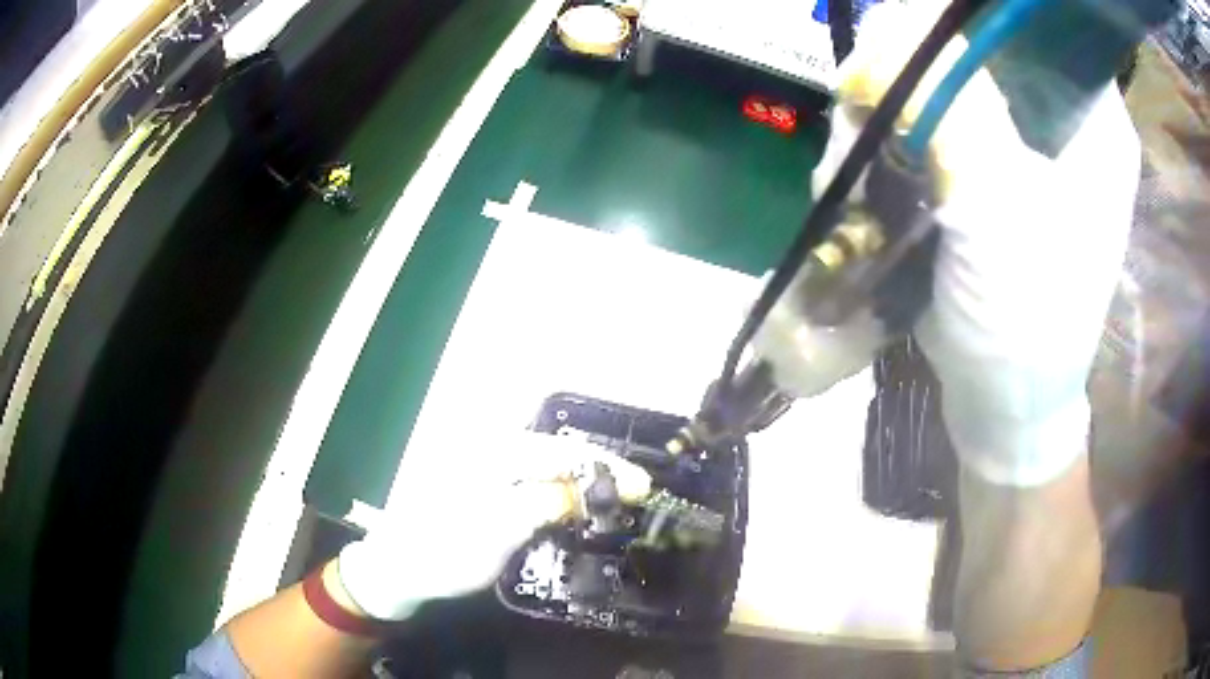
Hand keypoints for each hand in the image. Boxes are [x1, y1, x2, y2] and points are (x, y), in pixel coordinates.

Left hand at [336, 431, 650, 619]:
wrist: (396, 567)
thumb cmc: (443, 552)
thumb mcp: (497, 532)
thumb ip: (546, 504)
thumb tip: (594, 488)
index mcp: (491, 451)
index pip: (563, 452)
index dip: (607, 468)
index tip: (644, 488)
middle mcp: (488, 444)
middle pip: (557, 452)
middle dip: (598, 470)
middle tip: (635, 494)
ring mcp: (481, 460)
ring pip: (545, 462)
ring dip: (580, 478)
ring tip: (612, 496)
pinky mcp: (479, 478)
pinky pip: (529, 475)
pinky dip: (557, 486)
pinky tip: (572, 500)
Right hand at [816, 3, 1139, 485]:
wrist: (1004, 408)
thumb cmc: (1027, 320)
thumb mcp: (1000, 206)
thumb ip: (954, 102)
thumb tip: (890, 19)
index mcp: (1093, 119)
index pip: (1029, 20)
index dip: (964, 16)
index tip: (910, 40)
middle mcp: (1063, 121)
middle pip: (979, 45)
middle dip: (918, 69)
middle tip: (875, 107)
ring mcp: (1024, 148)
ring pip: (947, 82)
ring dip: (895, 111)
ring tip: (868, 161)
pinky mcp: (989, 174)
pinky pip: (934, 123)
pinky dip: (894, 139)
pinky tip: (875, 179)